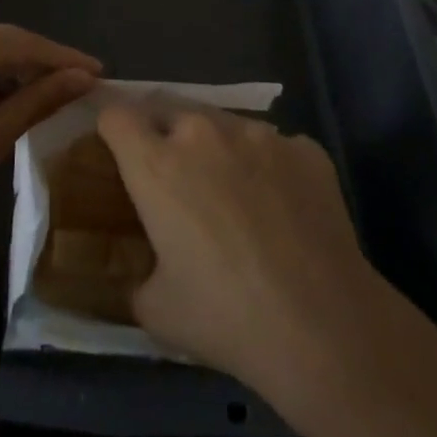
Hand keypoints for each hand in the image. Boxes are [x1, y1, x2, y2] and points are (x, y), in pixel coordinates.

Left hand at [0, 22, 99, 244]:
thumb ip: (38, 101)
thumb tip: (83, 77)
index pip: (24, 44)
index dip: (64, 58)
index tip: (101, 72)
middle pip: (3, 43)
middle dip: (42, 64)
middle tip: (81, 85)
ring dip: (15, 73)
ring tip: (52, 95)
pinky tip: (8, 101)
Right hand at [97, 102, 430, 404]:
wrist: (324, 326)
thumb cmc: (227, 318)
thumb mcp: (157, 310)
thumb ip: (136, 276)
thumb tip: (140, 272)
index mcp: (157, 164)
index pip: (116, 116)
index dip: (112, 131)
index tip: (118, 153)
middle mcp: (203, 133)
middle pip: (168, 110)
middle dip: (164, 135)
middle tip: (176, 181)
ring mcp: (259, 134)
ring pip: (223, 124)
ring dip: (218, 148)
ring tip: (235, 195)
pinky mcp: (304, 147)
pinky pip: (274, 146)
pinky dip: (268, 166)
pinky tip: (283, 210)